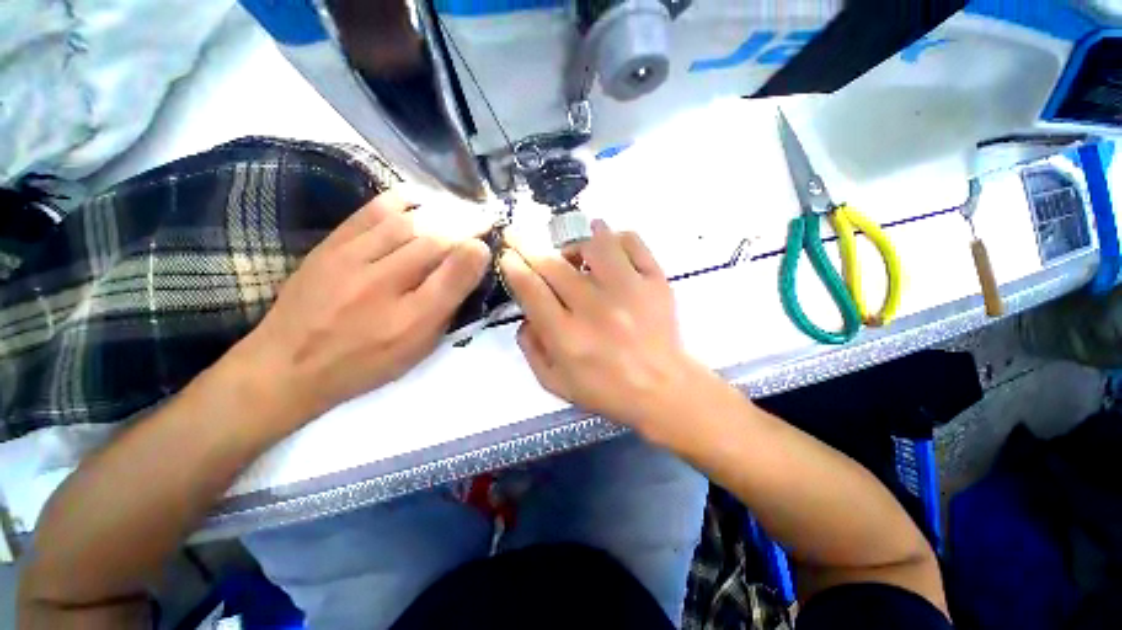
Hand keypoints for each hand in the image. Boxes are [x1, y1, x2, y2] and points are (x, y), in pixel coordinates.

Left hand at [231, 190, 491, 422]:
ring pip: (407, 223)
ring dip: (440, 211)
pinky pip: (371, 212)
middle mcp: (383, 288)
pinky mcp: (330, 246)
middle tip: (483, 217)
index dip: (475, 254)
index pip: (453, 277)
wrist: (288, 365)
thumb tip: (467, 273)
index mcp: (410, 322)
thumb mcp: (417, 349)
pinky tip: (419, 197)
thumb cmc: (365, 363)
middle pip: (433, 243)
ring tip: (459, 207)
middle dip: (465, 226)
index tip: (488, 242)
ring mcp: (351, 262)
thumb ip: (447, 311)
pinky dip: (401, 200)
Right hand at [499, 220, 710, 436]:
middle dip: (529, 246)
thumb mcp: (555, 382)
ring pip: (594, 245)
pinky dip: (615, 238)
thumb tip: (525, 315)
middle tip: (521, 238)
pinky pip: (631, 242)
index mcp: (567, 337)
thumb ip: (531, 348)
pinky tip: (608, 247)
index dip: (514, 266)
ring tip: (574, 256)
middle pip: (554, 264)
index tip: (508, 254)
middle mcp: (595, 309)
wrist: (662, 389)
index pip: (531, 289)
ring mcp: (629, 291)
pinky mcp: (655, 282)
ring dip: (575, 244)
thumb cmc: (606, 390)